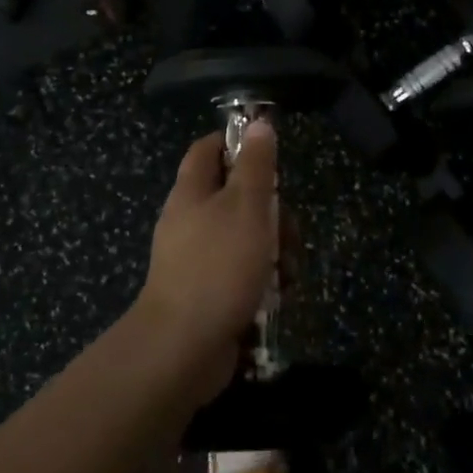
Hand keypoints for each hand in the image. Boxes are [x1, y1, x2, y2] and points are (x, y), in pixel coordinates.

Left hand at [137, 122, 278, 403]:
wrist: (182, 349)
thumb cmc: (218, 266)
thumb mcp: (247, 206)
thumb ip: (256, 165)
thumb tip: (258, 123)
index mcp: (192, 192)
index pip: (208, 149)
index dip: (237, 144)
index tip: (270, 156)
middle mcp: (190, 221)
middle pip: (235, 197)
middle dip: (271, 210)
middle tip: (290, 228)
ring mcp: (197, 260)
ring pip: (245, 238)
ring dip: (274, 250)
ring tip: (290, 271)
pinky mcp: (207, 294)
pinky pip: (241, 274)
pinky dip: (263, 280)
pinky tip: (280, 295)